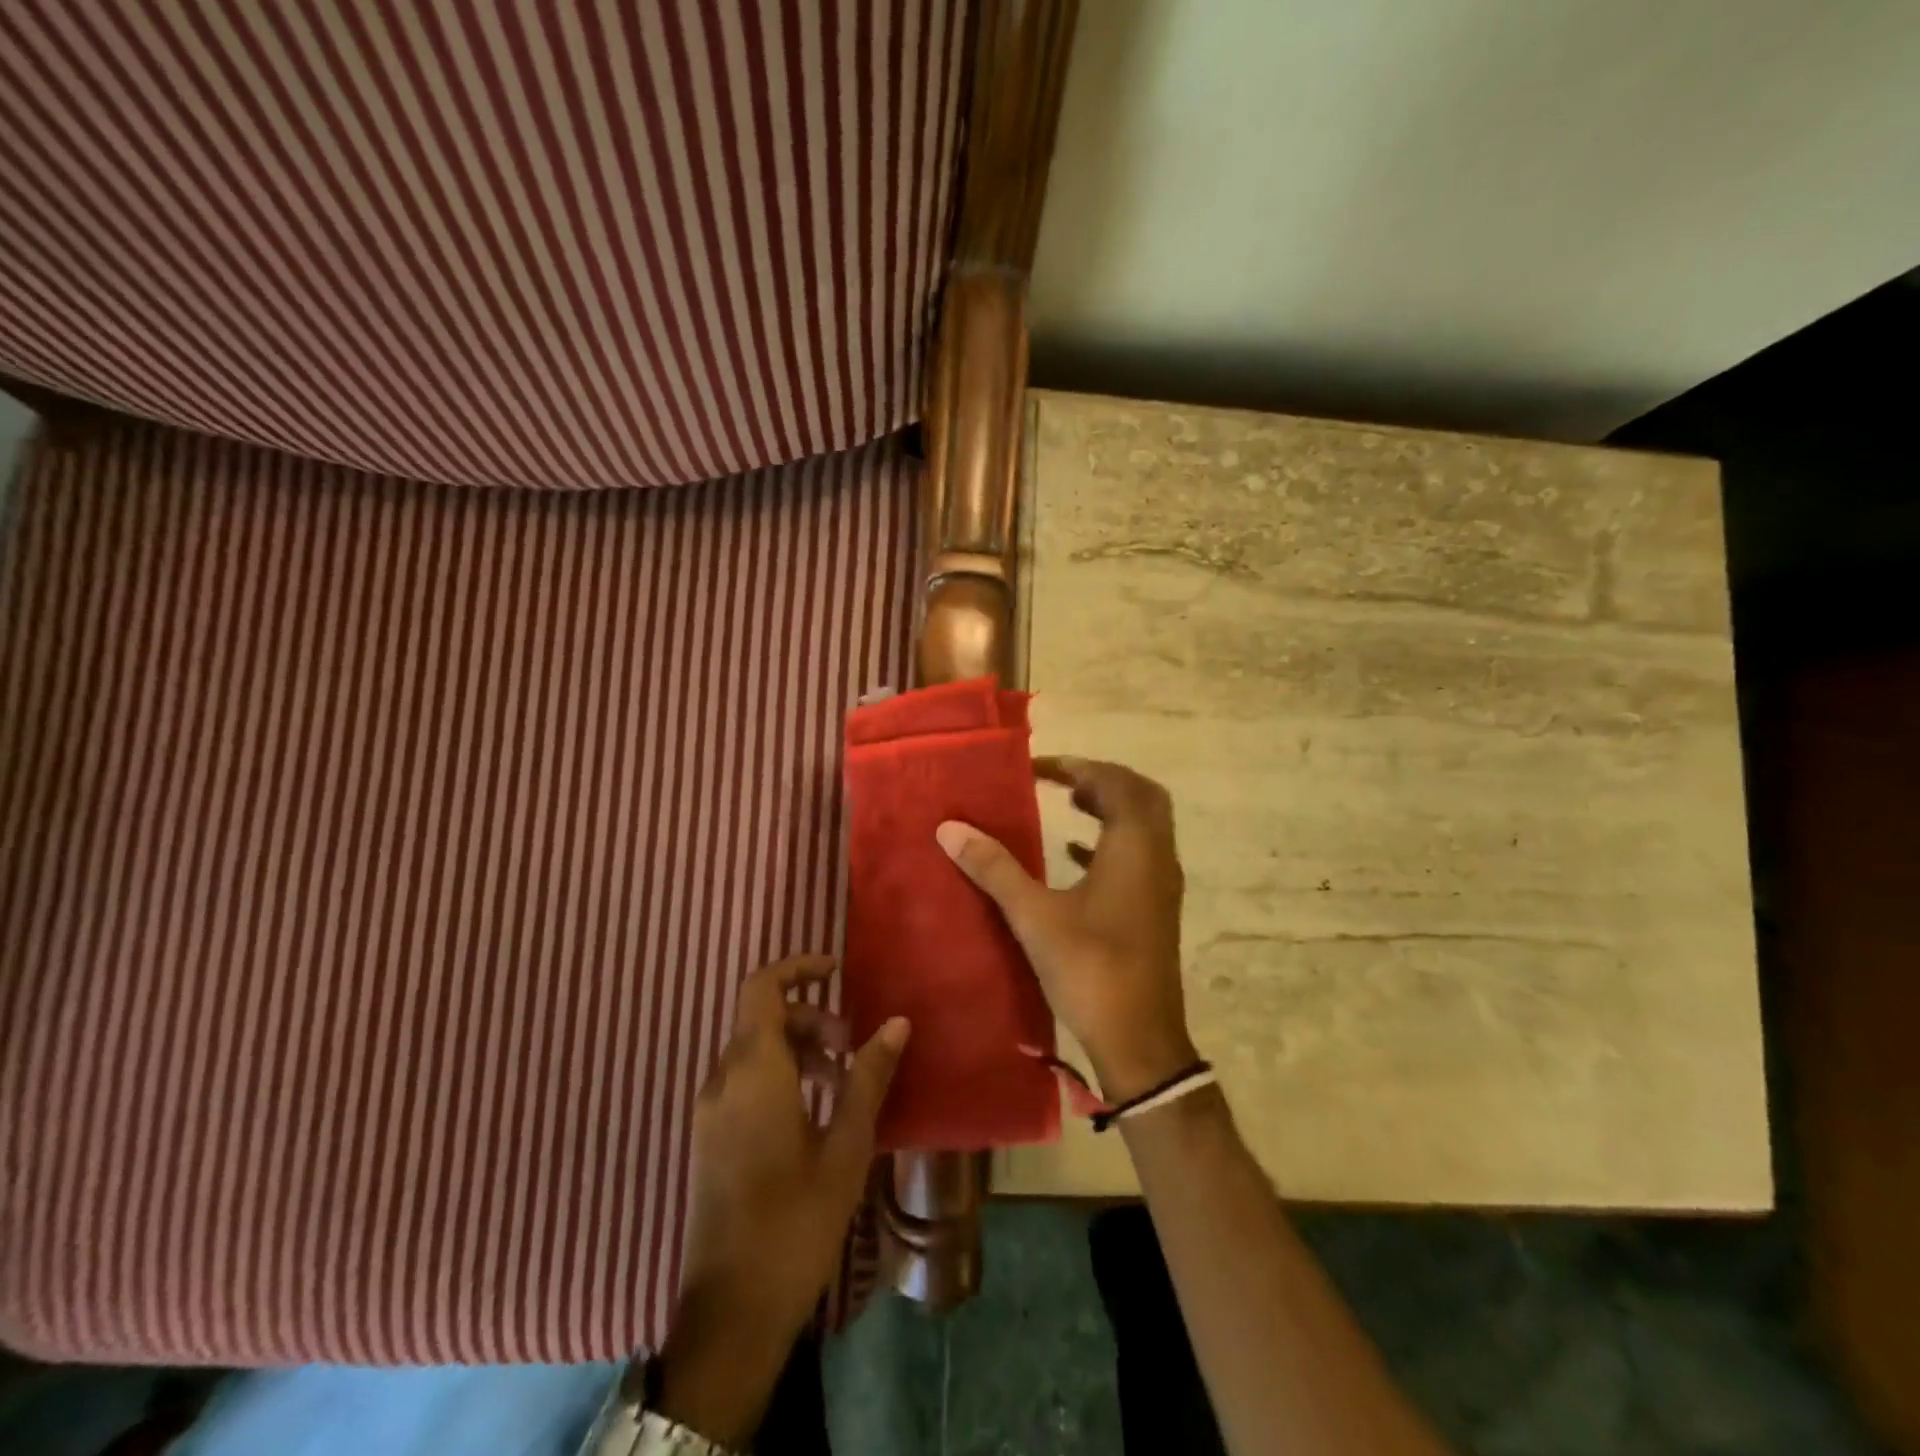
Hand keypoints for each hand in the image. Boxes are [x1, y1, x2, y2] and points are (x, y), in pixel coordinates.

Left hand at [657, 955, 909, 1448]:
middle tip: (853, 1046)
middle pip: (762, 1017)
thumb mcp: (846, 1147)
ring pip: (753, 1049)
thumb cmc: (795, 1221)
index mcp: (753, 1071)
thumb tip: (897, 1022)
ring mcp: (711, 1110)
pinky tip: (814, 1113)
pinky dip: (780, 1074)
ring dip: (798, 1047)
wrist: (731, 1312)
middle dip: (810, 1017)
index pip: (761, 988)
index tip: (837, 971)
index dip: (797, 968)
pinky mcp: (710, 1137)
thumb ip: (869, 1077)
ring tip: (842, 1081)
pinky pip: (744, 1080)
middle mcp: (723, 1080)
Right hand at [936, 757, 1196, 1103]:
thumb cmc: (1091, 971)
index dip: (1076, 767)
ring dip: (1110, 807)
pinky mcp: (1155, 909)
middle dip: (1102, 779)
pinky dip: (1109, 842)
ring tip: (1067, 803)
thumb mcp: (1035, 917)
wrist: (1140, 1042)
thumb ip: (994, 869)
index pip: (1114, 782)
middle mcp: (1157, 857)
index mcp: (1135, 848)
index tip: (1036, 768)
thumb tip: (950, 828)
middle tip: (1060, 780)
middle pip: (1140, 795)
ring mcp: (1161, 885)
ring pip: (1144, 825)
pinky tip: (1073, 854)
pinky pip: (1139, 856)